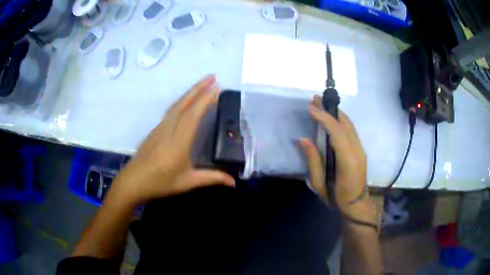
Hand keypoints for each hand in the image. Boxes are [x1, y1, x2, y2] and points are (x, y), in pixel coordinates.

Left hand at [109, 75, 234, 206]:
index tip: (216, 88)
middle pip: (184, 104)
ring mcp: (160, 127)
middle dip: (198, 88)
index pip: (192, 115)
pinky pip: (170, 110)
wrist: (133, 181)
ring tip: (202, 84)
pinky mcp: (155, 129)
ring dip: (190, 92)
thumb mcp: (187, 182)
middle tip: (212, 76)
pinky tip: (186, 101)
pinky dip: (181, 101)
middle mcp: (168, 129)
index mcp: (178, 142)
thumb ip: (211, 178)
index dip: (204, 100)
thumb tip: (233, 182)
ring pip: (176, 105)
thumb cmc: (160, 183)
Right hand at [299, 95, 375, 220]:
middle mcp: (357, 151)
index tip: (311, 108)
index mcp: (348, 160)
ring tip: (321, 104)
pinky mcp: (360, 149)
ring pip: (349, 125)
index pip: (337, 132)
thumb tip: (303, 139)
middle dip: (329, 110)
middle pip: (345, 124)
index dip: (324, 118)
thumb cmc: (336, 197)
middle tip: (314, 99)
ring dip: (335, 113)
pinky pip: (350, 130)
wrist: (356, 204)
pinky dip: (340, 120)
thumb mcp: (319, 184)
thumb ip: (313, 160)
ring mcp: (360, 149)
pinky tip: (331, 117)